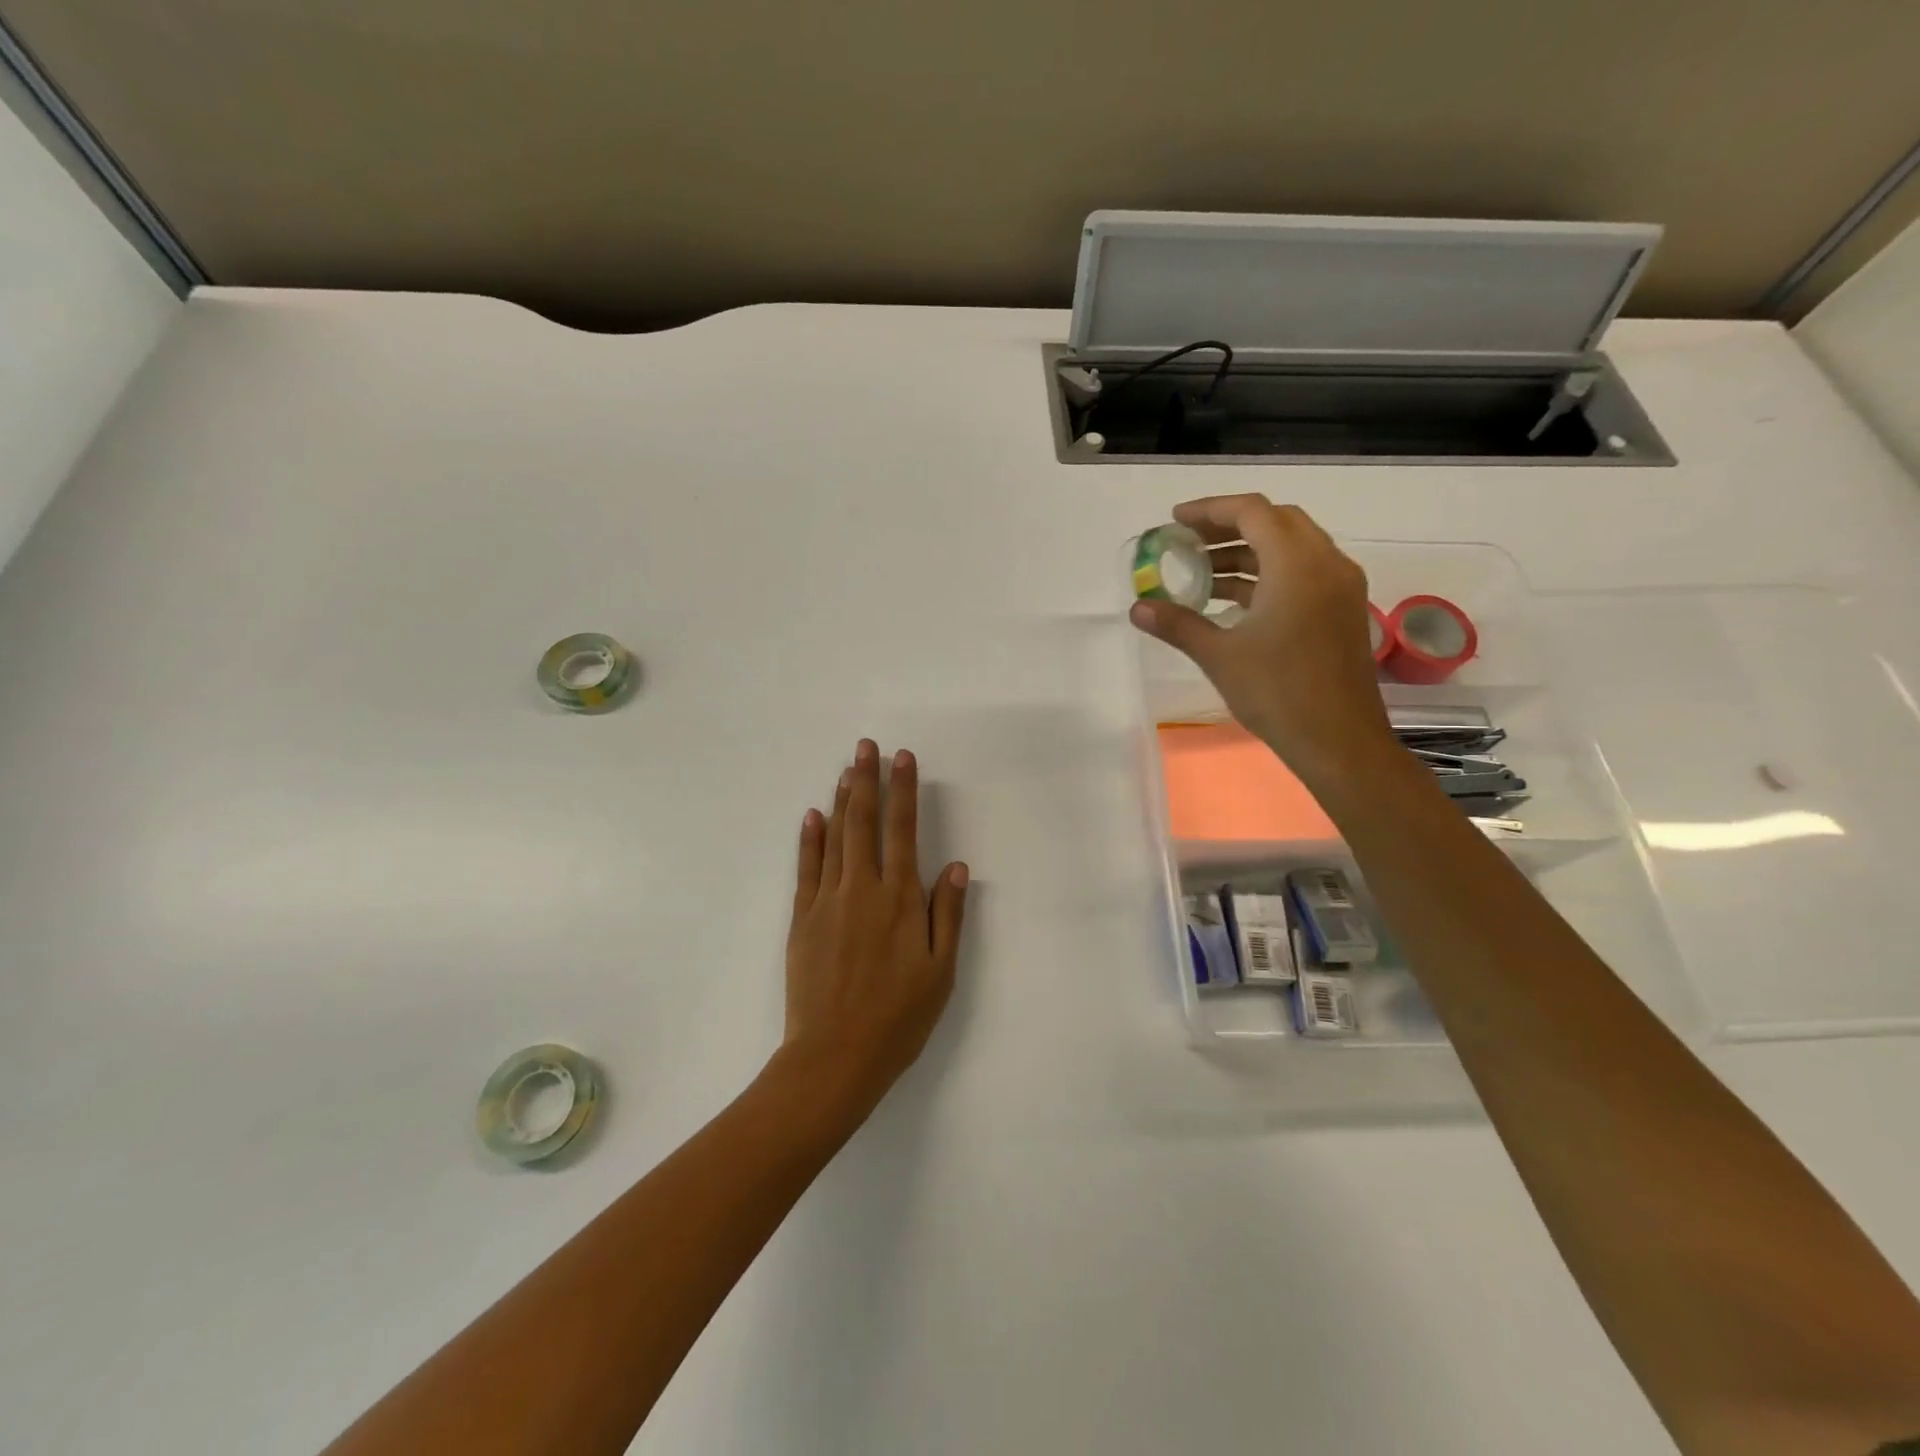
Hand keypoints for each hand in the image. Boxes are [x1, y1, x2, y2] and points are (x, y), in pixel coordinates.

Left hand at [777, 739, 968, 1124]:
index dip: (904, 791)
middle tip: (865, 747)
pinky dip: (809, 839)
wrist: (834, 1056)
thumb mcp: (940, 971)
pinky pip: (806, 868)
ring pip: (835, 839)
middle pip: (864, 823)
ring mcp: (827, 901)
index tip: (902, 758)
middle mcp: (862, 889)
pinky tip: (812, 815)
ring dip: (842, 802)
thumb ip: (947, 915)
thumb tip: (954, 866)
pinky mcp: (801, 919)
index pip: (903, 831)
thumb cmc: (898, 1017)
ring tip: (846, 771)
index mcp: (900, 899)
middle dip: (866, 781)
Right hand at [1129, 495, 1393, 787]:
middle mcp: (1326, 563)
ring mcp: (1340, 587)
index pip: (1252, 512)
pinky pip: (1303, 573)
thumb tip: (1138, 608)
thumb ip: (1178, 623)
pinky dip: (1268, 574)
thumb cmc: (1277, 692)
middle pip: (1276, 522)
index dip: (1209, 510)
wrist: (1338, 740)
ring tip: (1203, 574)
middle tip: (1189, 543)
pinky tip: (1235, 601)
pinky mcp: (1342, 610)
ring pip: (1292, 547)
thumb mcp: (1219, 655)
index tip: (1174, 522)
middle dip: (1229, 526)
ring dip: (1248, 552)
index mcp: (1297, 564)